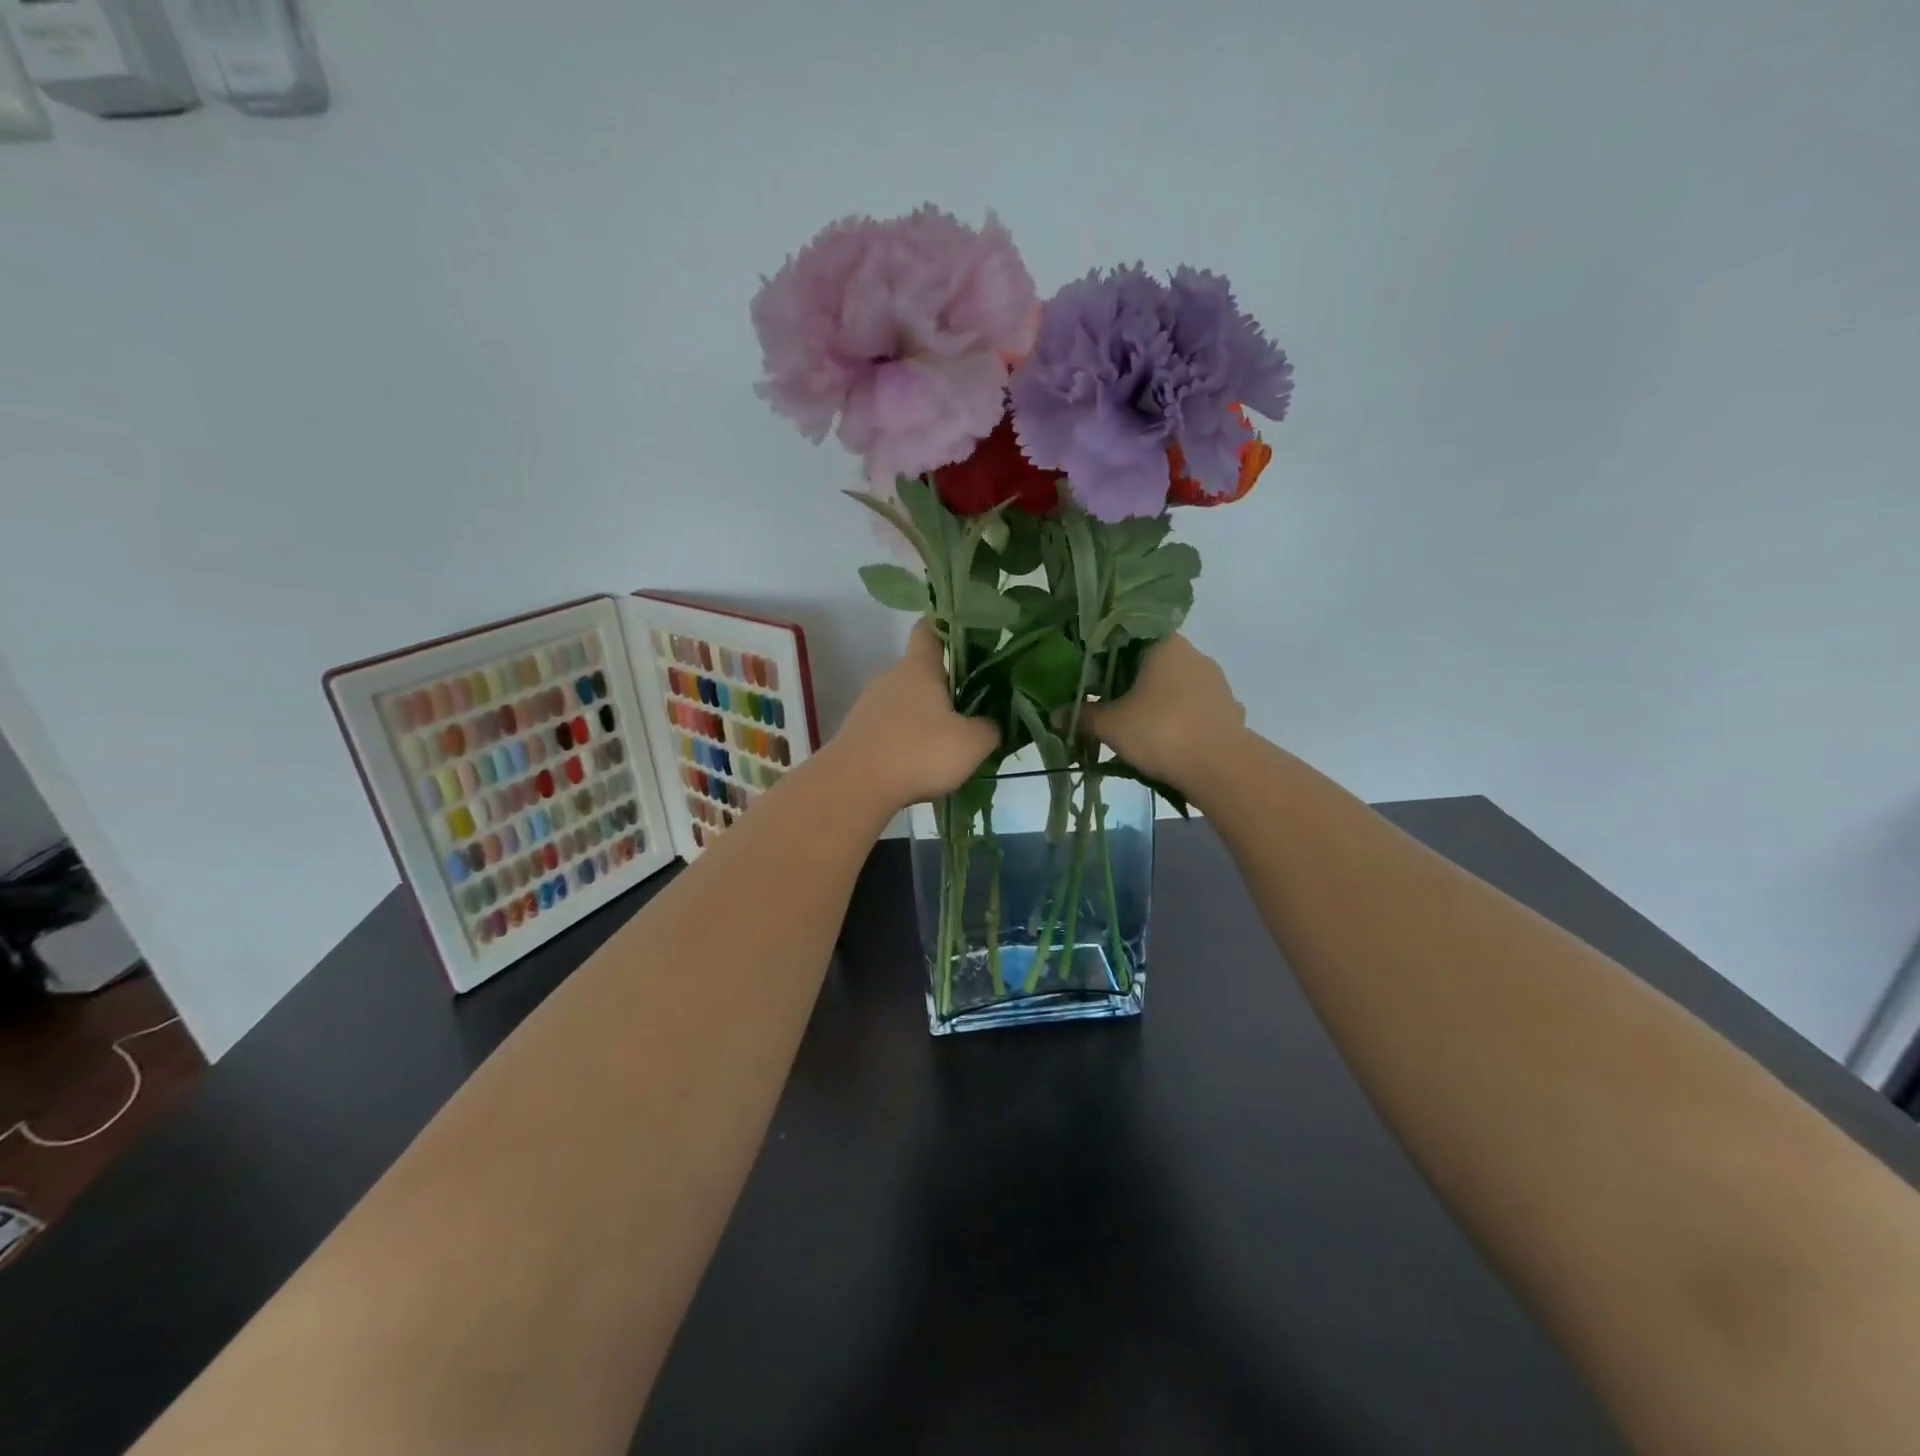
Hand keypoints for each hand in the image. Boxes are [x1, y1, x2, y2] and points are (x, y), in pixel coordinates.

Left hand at [833, 621, 999, 811]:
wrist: (854, 786)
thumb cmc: (918, 752)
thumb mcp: (972, 743)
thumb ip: (989, 728)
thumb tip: (990, 723)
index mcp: (919, 668)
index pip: (929, 629)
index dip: (947, 626)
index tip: (967, 635)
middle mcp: (891, 678)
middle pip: (921, 672)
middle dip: (946, 687)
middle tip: (973, 709)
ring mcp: (869, 705)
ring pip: (906, 703)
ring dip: (926, 718)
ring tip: (949, 745)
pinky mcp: (858, 733)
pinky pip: (891, 728)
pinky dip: (907, 740)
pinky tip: (921, 764)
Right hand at [1079, 634, 1245, 792]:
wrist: (1221, 768)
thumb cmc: (1160, 731)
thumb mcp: (1111, 725)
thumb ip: (1083, 716)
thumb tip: (1056, 715)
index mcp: (1165, 645)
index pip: (1130, 635)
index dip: (1107, 652)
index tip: (1091, 673)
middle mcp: (1194, 655)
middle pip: (1153, 661)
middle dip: (1130, 681)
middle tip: (1106, 702)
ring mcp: (1216, 683)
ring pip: (1176, 686)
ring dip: (1157, 701)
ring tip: (1135, 726)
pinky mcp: (1228, 710)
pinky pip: (1195, 709)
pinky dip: (1179, 720)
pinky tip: (1166, 740)